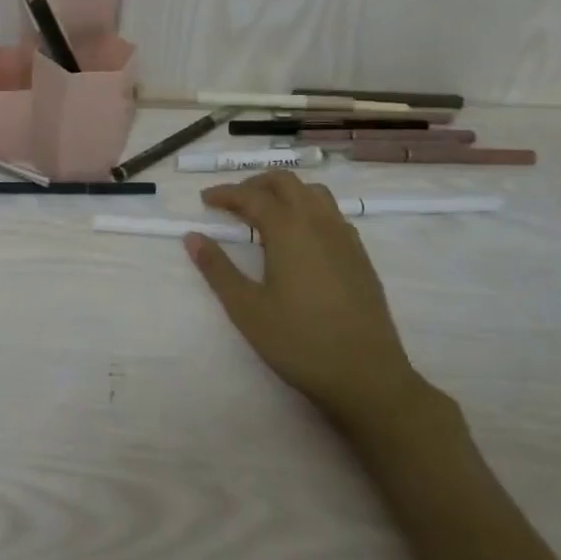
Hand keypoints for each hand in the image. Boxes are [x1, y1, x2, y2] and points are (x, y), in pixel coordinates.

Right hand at [184, 171, 437, 444]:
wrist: (368, 377)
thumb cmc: (300, 342)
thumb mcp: (247, 309)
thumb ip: (217, 269)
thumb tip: (192, 237)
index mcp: (288, 229)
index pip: (251, 195)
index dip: (225, 193)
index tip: (205, 200)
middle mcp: (318, 222)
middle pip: (285, 182)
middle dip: (256, 184)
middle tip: (234, 202)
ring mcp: (344, 237)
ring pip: (313, 193)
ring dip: (286, 192)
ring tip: (266, 213)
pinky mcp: (360, 256)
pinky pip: (332, 214)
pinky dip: (309, 210)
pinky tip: (301, 238)